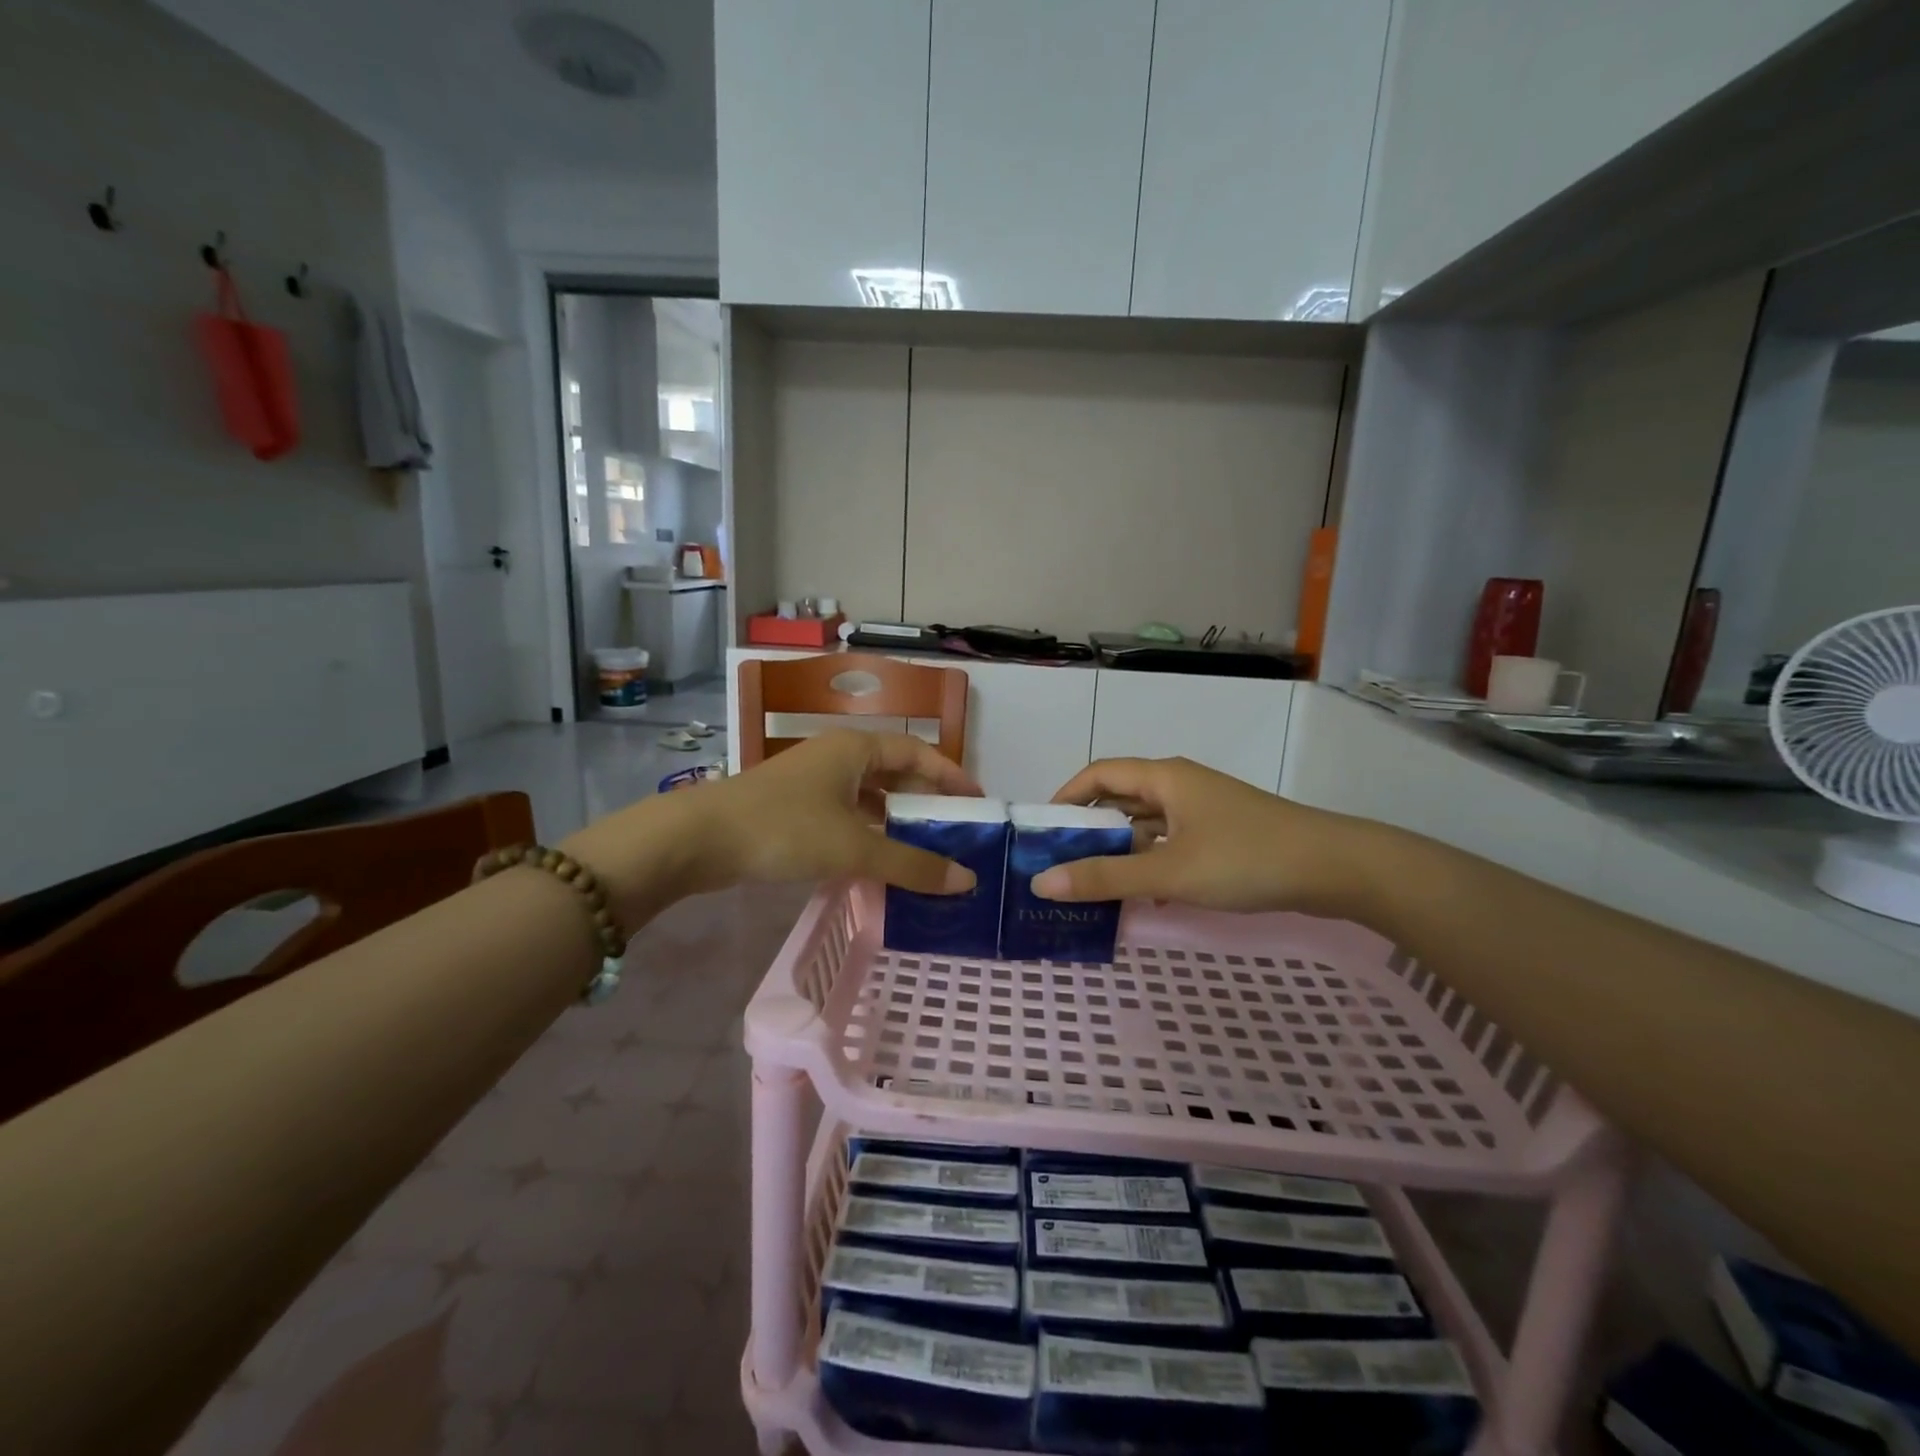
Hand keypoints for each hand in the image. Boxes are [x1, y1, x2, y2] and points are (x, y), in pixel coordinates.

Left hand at [563, 730, 982, 925]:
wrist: (698, 839)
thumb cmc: (784, 829)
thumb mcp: (854, 847)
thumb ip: (911, 864)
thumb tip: (966, 880)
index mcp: (855, 748)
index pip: (918, 753)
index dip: (951, 776)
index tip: (978, 802)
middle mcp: (836, 756)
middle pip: (894, 772)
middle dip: (924, 799)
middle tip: (955, 830)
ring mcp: (811, 782)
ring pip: (867, 796)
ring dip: (895, 819)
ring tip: (924, 848)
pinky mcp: (793, 808)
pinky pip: (845, 814)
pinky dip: (867, 833)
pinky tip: (877, 860)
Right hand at [1033, 756, 1373, 917]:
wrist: (1336, 868)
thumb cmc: (1246, 859)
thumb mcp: (1169, 872)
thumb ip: (1105, 878)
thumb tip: (1041, 884)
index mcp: (1164, 778)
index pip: (1099, 774)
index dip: (1066, 796)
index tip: (1043, 831)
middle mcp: (1180, 785)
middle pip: (1121, 798)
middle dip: (1089, 828)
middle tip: (1060, 863)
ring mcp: (1204, 809)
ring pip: (1148, 824)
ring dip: (1121, 849)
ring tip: (1093, 883)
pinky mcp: (1223, 834)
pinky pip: (1172, 842)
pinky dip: (1153, 862)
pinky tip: (1146, 894)